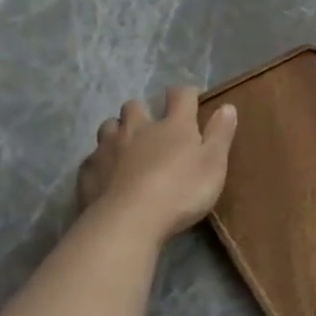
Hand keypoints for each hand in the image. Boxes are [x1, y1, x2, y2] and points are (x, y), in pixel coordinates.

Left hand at [76, 89, 236, 245]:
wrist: (129, 221)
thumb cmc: (181, 191)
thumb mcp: (214, 164)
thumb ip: (220, 134)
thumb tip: (227, 106)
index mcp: (173, 126)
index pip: (180, 96)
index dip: (186, 94)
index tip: (191, 99)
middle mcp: (138, 128)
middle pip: (135, 106)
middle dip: (143, 112)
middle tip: (152, 128)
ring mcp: (108, 147)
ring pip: (109, 127)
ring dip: (118, 132)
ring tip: (126, 149)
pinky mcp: (88, 170)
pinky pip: (92, 158)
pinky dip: (101, 162)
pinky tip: (107, 177)